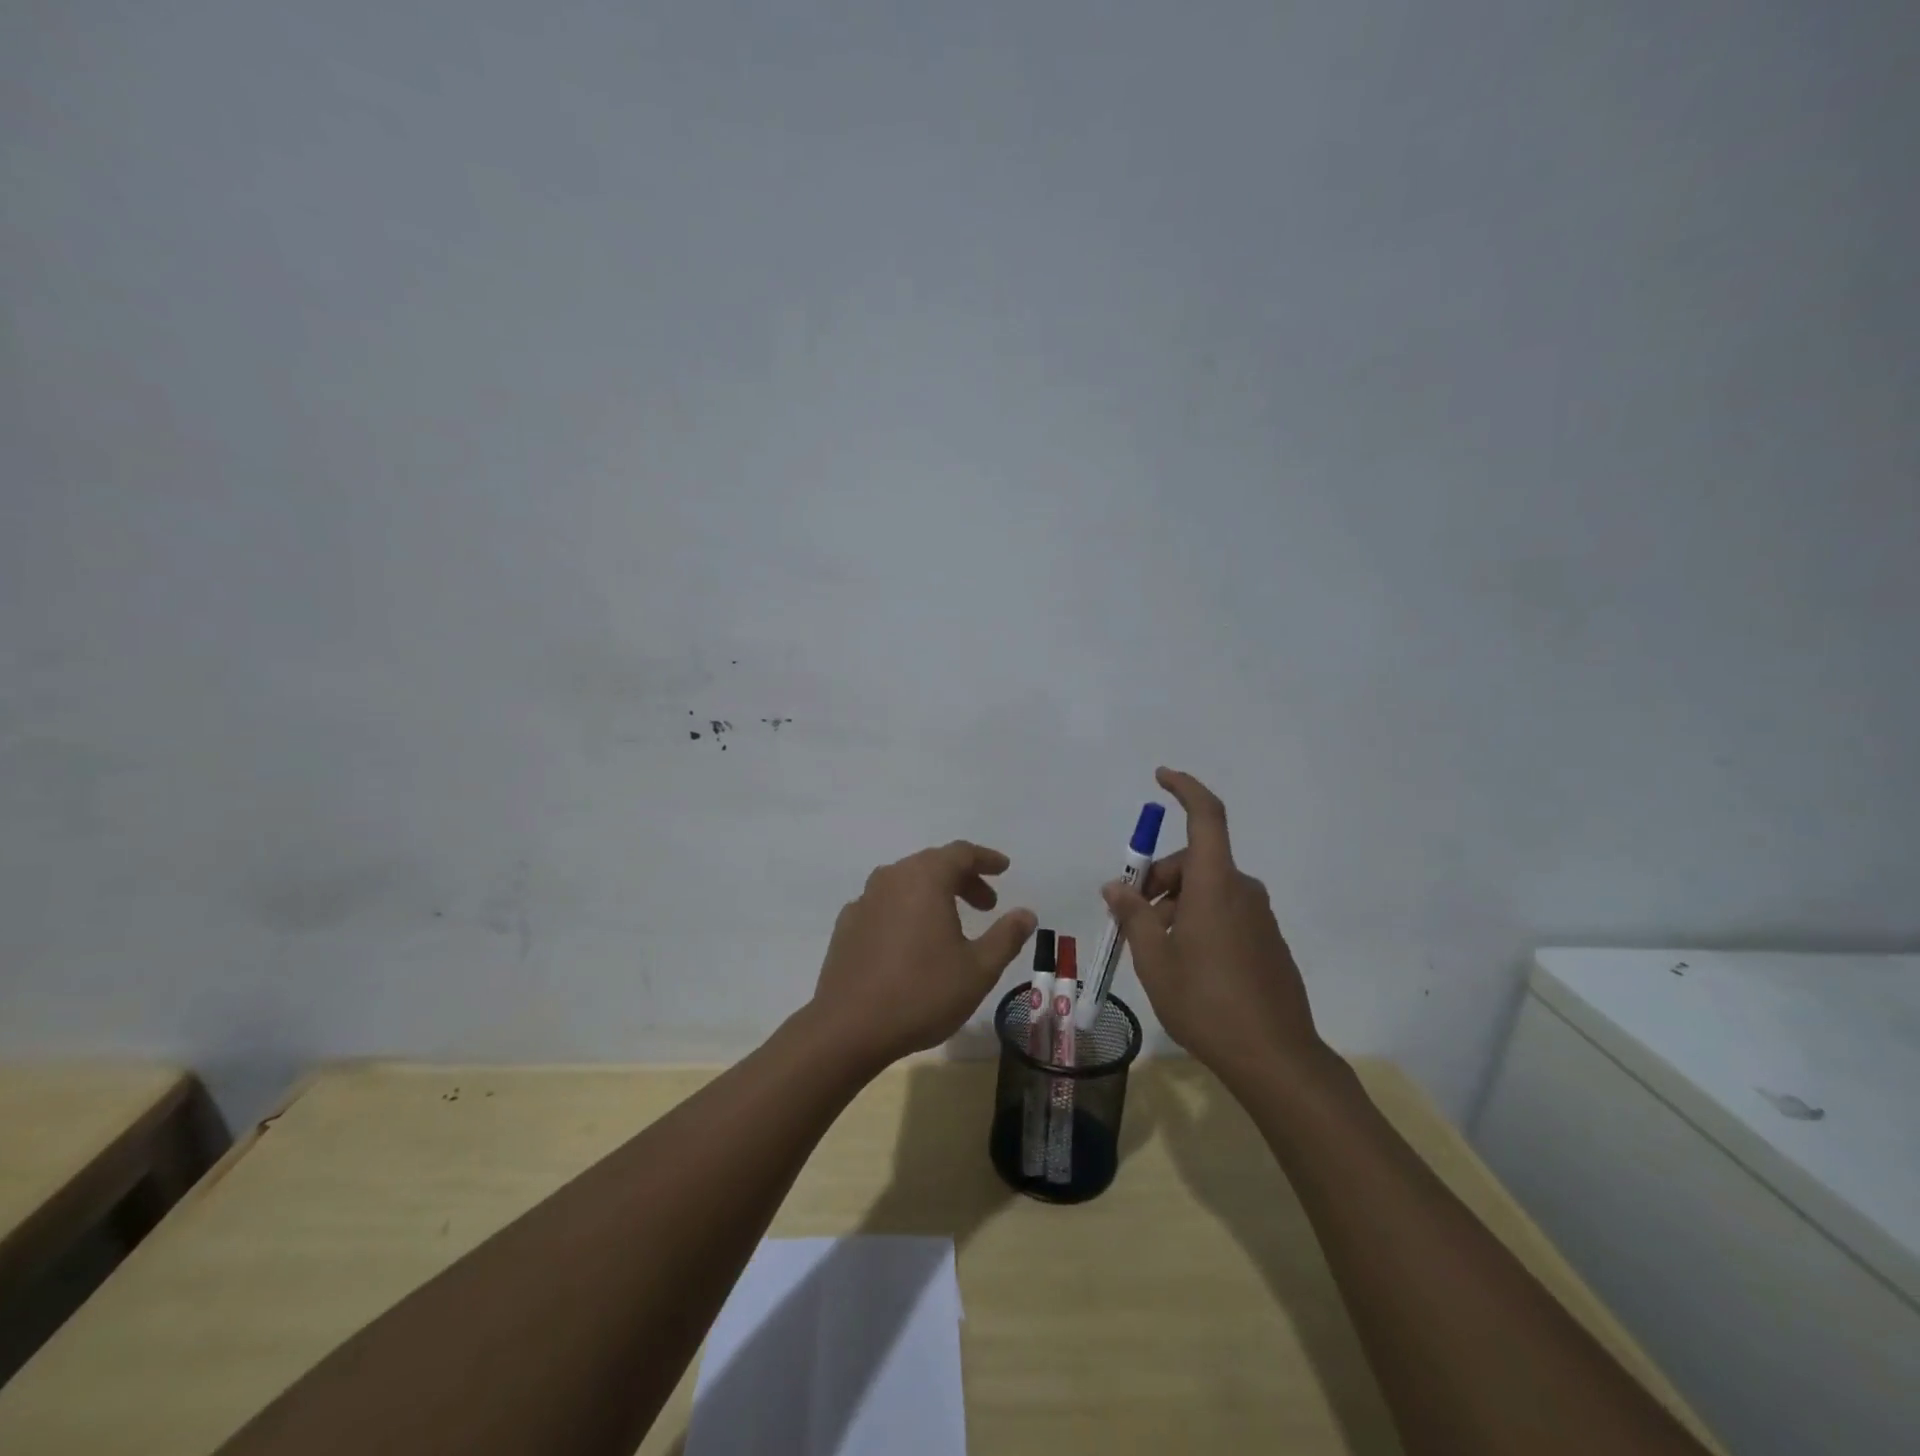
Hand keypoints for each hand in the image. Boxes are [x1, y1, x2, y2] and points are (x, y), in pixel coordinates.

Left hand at [811, 841, 1036, 1069]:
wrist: (847, 1028)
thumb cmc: (922, 993)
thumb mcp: (978, 970)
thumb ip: (1006, 937)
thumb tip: (1026, 913)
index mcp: (925, 879)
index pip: (961, 853)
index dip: (986, 859)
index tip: (1003, 869)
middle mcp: (892, 878)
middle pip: (932, 864)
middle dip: (963, 879)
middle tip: (986, 905)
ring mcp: (864, 900)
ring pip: (906, 882)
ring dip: (934, 893)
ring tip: (952, 922)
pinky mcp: (847, 924)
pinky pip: (885, 904)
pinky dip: (906, 910)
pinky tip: (912, 940)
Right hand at [1103, 768, 1329, 1089]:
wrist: (1276, 1058)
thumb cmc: (1206, 1003)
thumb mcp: (1155, 960)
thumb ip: (1133, 915)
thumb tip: (1116, 886)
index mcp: (1216, 885)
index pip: (1206, 816)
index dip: (1185, 788)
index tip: (1161, 776)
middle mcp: (1242, 891)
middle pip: (1196, 860)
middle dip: (1159, 876)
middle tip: (1132, 914)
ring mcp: (1260, 917)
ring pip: (1209, 889)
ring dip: (1176, 903)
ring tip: (1154, 947)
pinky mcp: (1268, 941)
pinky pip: (1226, 912)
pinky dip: (1199, 919)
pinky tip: (1185, 962)